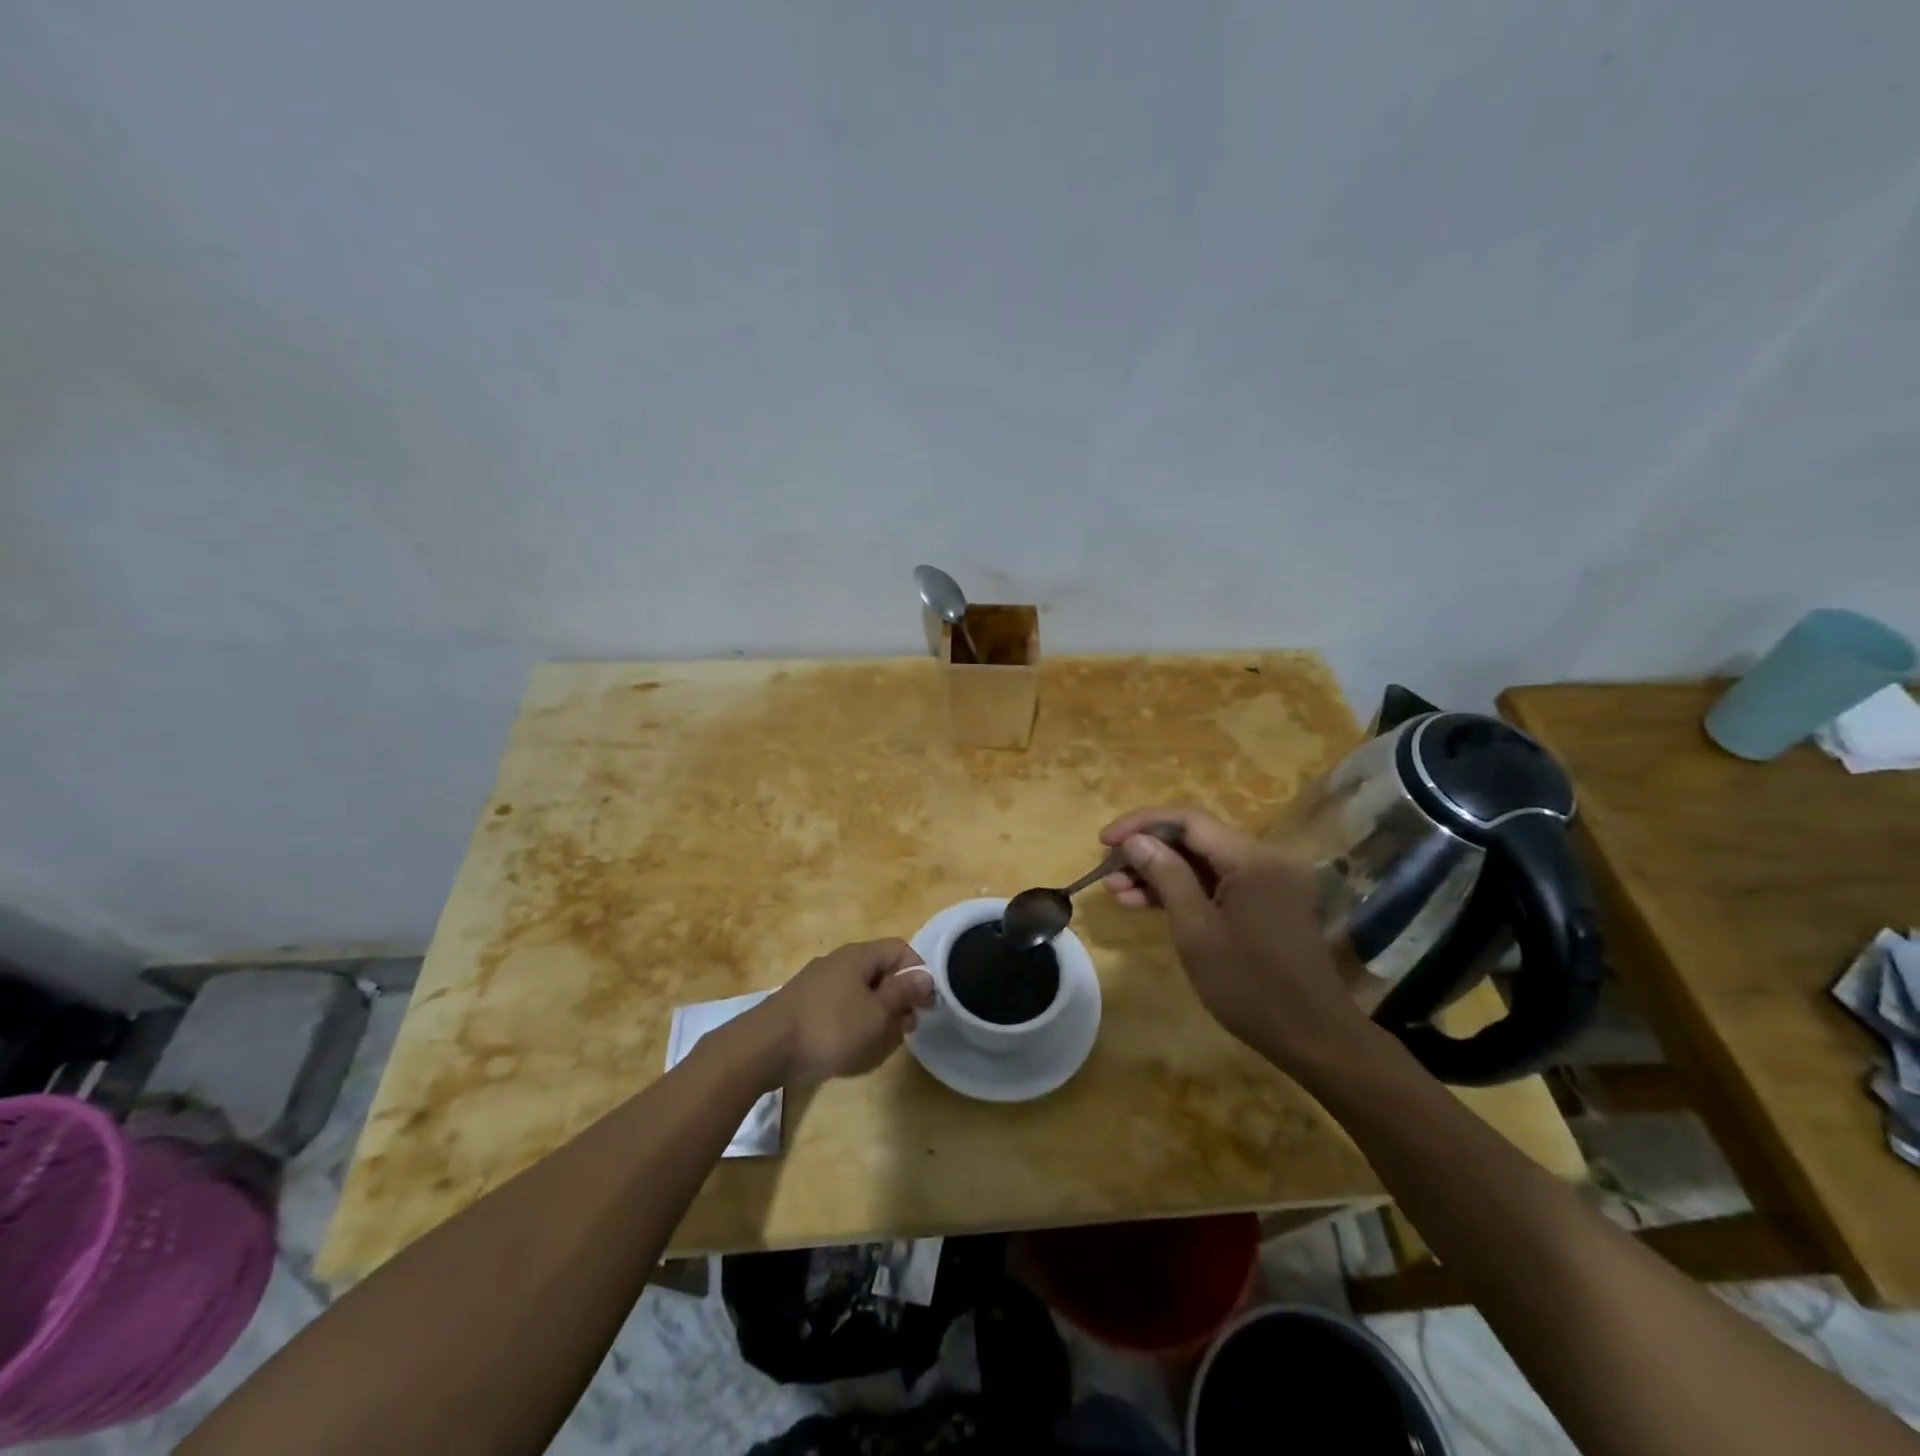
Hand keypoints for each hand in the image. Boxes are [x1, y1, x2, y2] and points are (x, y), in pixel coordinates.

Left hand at [752, 939, 934, 1086]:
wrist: (764, 1048)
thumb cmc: (830, 1028)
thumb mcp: (876, 1014)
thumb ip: (903, 993)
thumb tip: (925, 976)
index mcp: (858, 956)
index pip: (900, 949)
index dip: (918, 973)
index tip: (926, 1005)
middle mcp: (838, 962)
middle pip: (880, 972)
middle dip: (897, 1001)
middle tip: (903, 1030)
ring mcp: (817, 984)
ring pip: (860, 994)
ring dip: (875, 1017)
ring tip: (877, 1047)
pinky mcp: (803, 1006)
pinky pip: (839, 1009)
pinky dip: (851, 1026)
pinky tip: (849, 1051)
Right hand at [1099, 806, 1377, 1071]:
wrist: (1313, 1037)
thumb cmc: (1249, 985)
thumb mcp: (1196, 930)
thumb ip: (1166, 876)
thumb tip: (1135, 840)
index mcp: (1252, 859)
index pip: (1188, 820)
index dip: (1141, 824)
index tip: (1104, 841)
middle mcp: (1264, 859)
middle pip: (1195, 838)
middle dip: (1148, 850)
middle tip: (1108, 871)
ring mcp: (1268, 881)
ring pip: (1203, 862)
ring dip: (1161, 872)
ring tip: (1117, 891)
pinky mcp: (1266, 903)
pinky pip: (1217, 883)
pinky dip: (1184, 890)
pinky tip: (1146, 903)